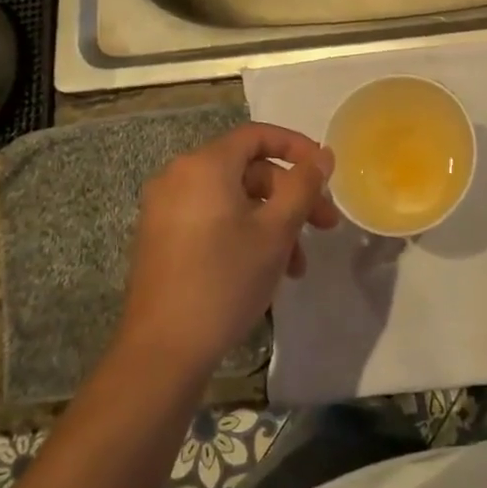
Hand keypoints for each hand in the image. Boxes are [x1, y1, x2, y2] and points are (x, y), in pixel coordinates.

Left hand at [118, 124, 336, 374]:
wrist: (163, 352)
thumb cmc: (225, 280)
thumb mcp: (276, 230)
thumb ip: (303, 185)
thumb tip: (322, 154)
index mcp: (204, 166)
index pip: (257, 135)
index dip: (297, 147)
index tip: (325, 172)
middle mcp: (178, 177)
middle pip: (248, 170)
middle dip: (291, 196)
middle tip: (325, 226)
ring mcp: (165, 210)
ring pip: (234, 200)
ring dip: (272, 222)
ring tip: (298, 265)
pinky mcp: (161, 239)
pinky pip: (213, 219)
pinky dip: (244, 232)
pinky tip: (266, 269)